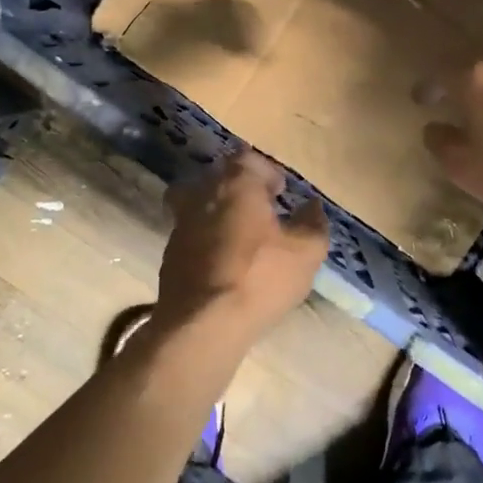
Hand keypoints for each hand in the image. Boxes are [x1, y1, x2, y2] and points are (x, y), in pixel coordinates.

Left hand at [158, 149, 328, 343]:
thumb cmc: (259, 277)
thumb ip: (313, 223)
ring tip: (241, 235)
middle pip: (219, 177)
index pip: (248, 158)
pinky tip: (223, 261)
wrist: (202, 324)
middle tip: (261, 208)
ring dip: (219, 212)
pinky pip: (191, 234)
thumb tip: (312, 205)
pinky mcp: (169, 253)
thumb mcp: (305, 253)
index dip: (266, 171)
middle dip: (240, 188)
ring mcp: (180, 223)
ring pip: (199, 204)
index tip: (280, 191)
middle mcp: (202, 193)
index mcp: (236, 183)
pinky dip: (206, 239)